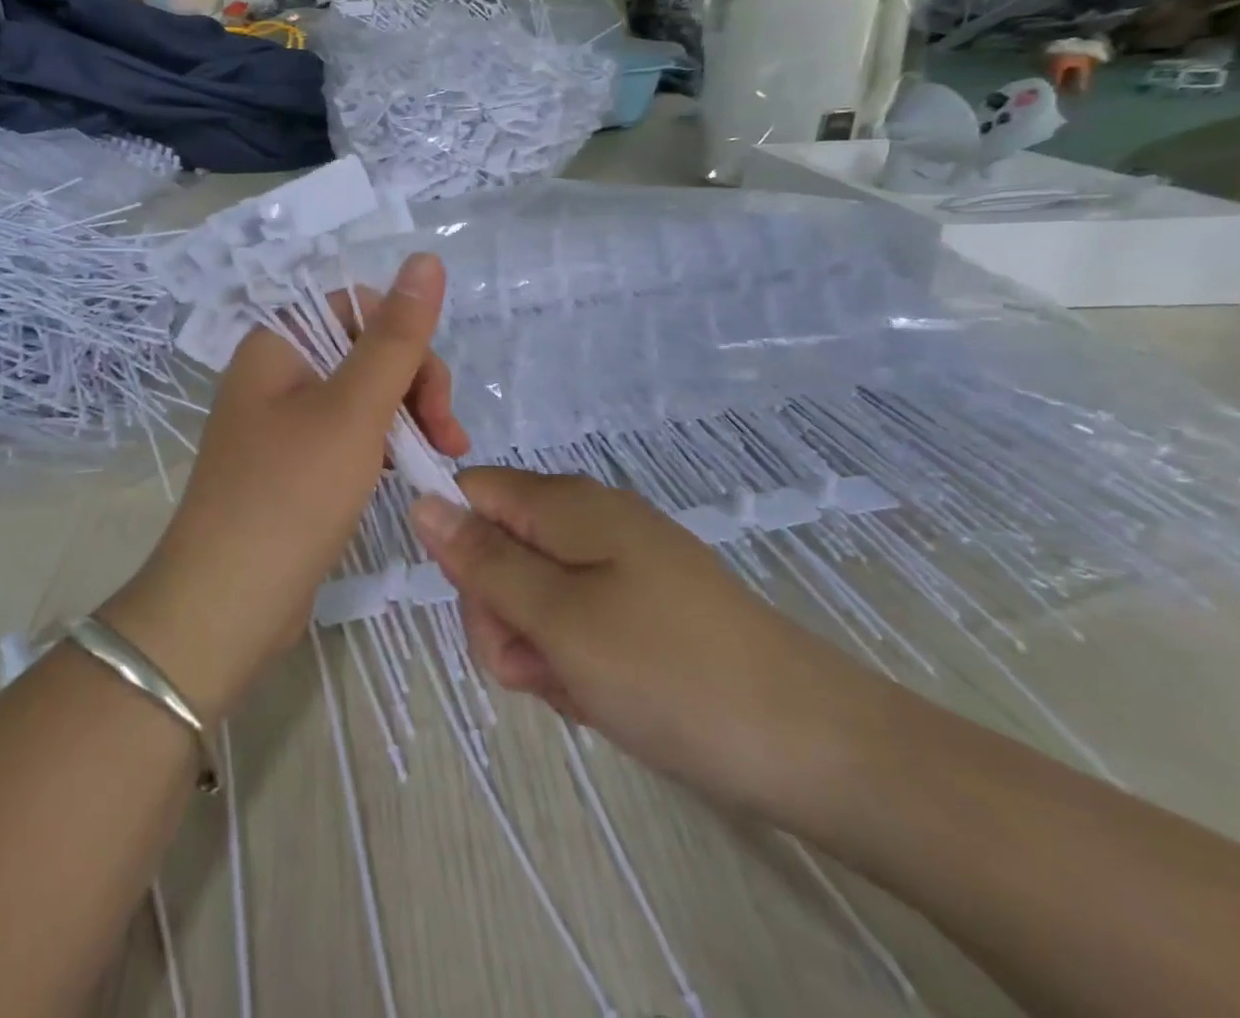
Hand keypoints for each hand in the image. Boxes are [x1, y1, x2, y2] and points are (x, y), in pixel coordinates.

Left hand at [104, 253, 467, 723]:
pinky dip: (382, 447)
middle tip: (449, 438)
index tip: (435, 392)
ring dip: (406, 418)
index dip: (403, 337)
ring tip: (441, 458)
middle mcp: (274, 374)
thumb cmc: (290, 494)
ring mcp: (281, 423)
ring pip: (361, 396)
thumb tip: (426, 259)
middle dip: (414, 385)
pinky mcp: (292, 466)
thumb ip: (395, 336)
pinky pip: (347, 436)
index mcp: (276, 344)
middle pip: (362, 350)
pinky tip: (405, 473)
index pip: (355, 307)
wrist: (228, 602)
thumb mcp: (354, 409)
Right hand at [410, 468, 897, 825]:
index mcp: (566, 504)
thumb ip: (483, 561)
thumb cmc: (671, 672)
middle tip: (537, 663)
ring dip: (535, 645)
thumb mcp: (558, 618)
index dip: (457, 544)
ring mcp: (619, 563)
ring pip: (532, 593)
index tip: (484, 605)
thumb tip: (421, 502)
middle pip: (497, 548)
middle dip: (499, 612)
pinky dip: (572, 658)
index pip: (472, 492)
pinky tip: (601, 695)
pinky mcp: (641, 605)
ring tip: (578, 687)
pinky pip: (574, 620)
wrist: (818, 747)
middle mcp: (589, 520)